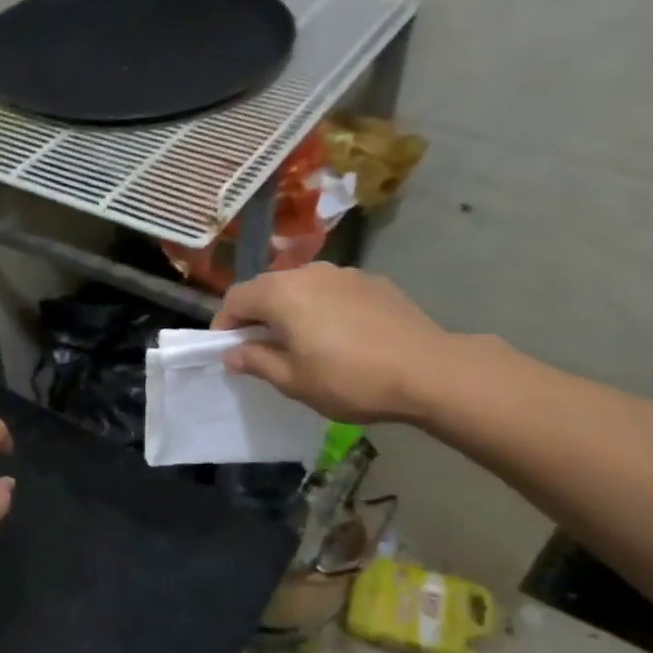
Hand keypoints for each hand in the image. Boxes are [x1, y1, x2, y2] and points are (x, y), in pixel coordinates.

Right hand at [213, 263, 452, 423]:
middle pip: (268, 287)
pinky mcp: (372, 282)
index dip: (225, 323)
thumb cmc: (350, 379)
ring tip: (301, 342)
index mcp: (282, 293)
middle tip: (260, 348)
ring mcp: (344, 273)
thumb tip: (232, 353)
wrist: (428, 370)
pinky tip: (339, 336)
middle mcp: (309, 272)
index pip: (236, 298)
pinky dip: (322, 308)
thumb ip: (256, 361)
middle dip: (257, 315)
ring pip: (301, 287)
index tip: (227, 350)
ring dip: (290, 310)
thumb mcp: (294, 381)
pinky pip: (332, 291)